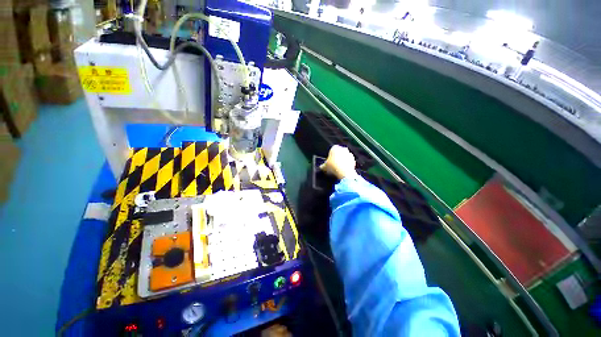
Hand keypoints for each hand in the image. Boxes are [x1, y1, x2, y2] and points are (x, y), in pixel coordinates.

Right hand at [320, 145, 356, 179]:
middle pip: (338, 153)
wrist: (344, 172)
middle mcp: (342, 148)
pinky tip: (343, 170)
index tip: (328, 163)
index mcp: (334, 147)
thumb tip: (321, 167)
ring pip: (344, 157)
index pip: (331, 151)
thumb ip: (322, 166)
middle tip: (333, 166)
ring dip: (342, 161)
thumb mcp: (324, 167)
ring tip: (338, 169)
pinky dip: (347, 165)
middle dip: (336, 158)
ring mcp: (349, 153)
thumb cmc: (333, 167)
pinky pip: (349, 162)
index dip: (329, 157)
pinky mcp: (353, 159)